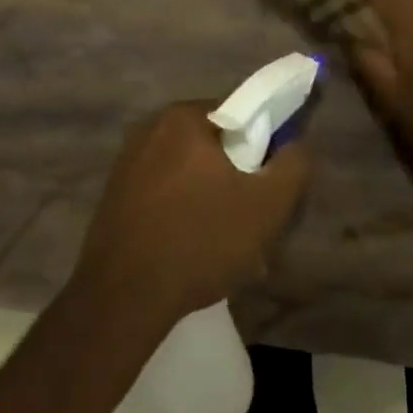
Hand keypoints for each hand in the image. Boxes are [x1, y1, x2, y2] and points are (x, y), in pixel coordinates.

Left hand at [75, 101, 312, 325]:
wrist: (123, 296)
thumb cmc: (200, 240)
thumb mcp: (267, 206)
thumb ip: (293, 166)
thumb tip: (296, 144)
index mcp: (184, 117)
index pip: (240, 115)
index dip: (262, 148)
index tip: (268, 186)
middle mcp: (151, 128)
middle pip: (213, 146)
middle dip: (236, 179)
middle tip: (250, 221)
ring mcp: (127, 162)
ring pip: (188, 173)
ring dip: (210, 200)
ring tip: (223, 245)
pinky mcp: (115, 194)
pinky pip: (164, 194)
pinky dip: (182, 213)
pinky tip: (191, 251)